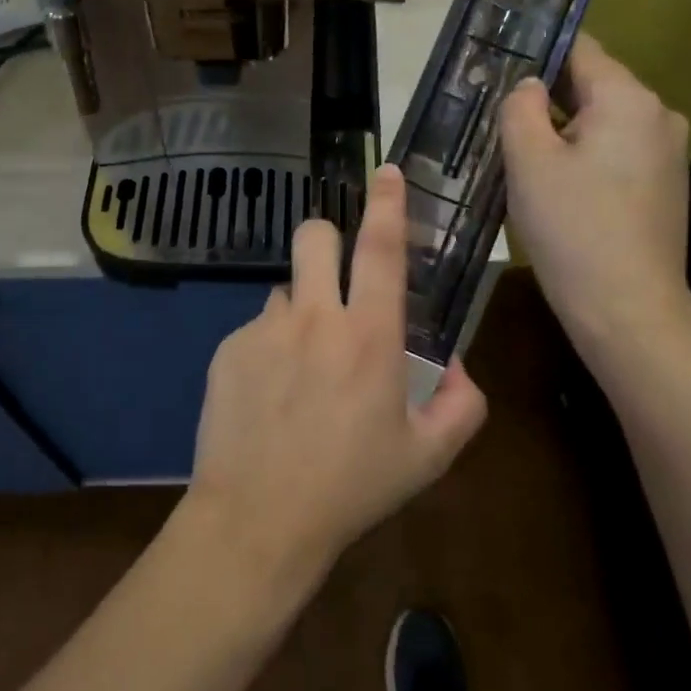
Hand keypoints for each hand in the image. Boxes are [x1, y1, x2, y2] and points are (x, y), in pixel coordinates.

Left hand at [184, 163, 487, 583]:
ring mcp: (265, 329)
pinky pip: (257, 327)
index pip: (381, 249)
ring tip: (301, 365)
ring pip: (285, 287)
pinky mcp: (228, 349)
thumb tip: (456, 364)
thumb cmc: (351, 488)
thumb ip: (462, 405)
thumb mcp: (427, 457)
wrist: (258, 519)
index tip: (386, 171)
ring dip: (300, 307)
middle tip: (334, 275)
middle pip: (315, 236)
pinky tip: (269, 396)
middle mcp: (315, 317)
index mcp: (369, 336)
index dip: (387, 204)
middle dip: (327, 238)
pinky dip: (270, 346)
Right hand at [501, 35, 690, 354]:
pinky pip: (614, 152)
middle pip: (592, 85)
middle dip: (545, 97)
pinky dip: (583, 156)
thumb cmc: (573, 229)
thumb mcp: (529, 162)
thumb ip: (521, 108)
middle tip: (494, 113)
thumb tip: (529, 86)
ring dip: (561, 130)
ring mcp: (665, 153)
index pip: (579, 49)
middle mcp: (657, 115)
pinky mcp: (662, 185)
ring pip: (601, 122)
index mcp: (628, 99)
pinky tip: (553, 183)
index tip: (496, 63)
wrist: (628, 310)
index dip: (536, 51)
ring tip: (515, 150)